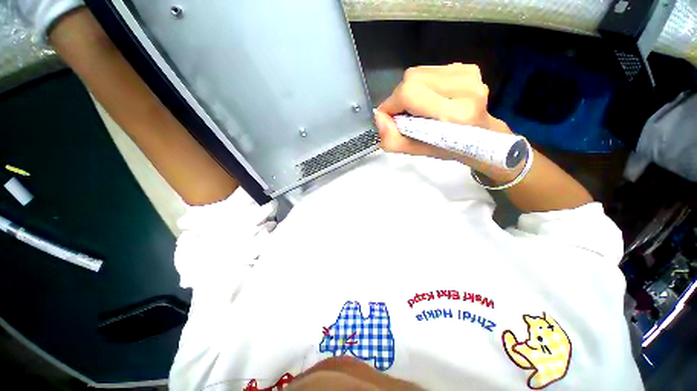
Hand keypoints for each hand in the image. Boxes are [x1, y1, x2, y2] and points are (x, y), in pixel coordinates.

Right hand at [374, 64, 516, 179]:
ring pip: (419, 72)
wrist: (482, 137)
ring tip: (420, 107)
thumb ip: (393, 140)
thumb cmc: (448, 148)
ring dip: (412, 90)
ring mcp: (470, 75)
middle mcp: (465, 89)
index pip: (409, 93)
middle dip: (400, 97)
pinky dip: (423, 84)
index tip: (389, 118)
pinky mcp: (469, 67)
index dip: (391, 104)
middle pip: (412, 78)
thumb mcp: (417, 151)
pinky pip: (431, 70)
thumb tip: (378, 118)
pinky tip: (432, 97)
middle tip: (405, 114)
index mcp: (454, 115)